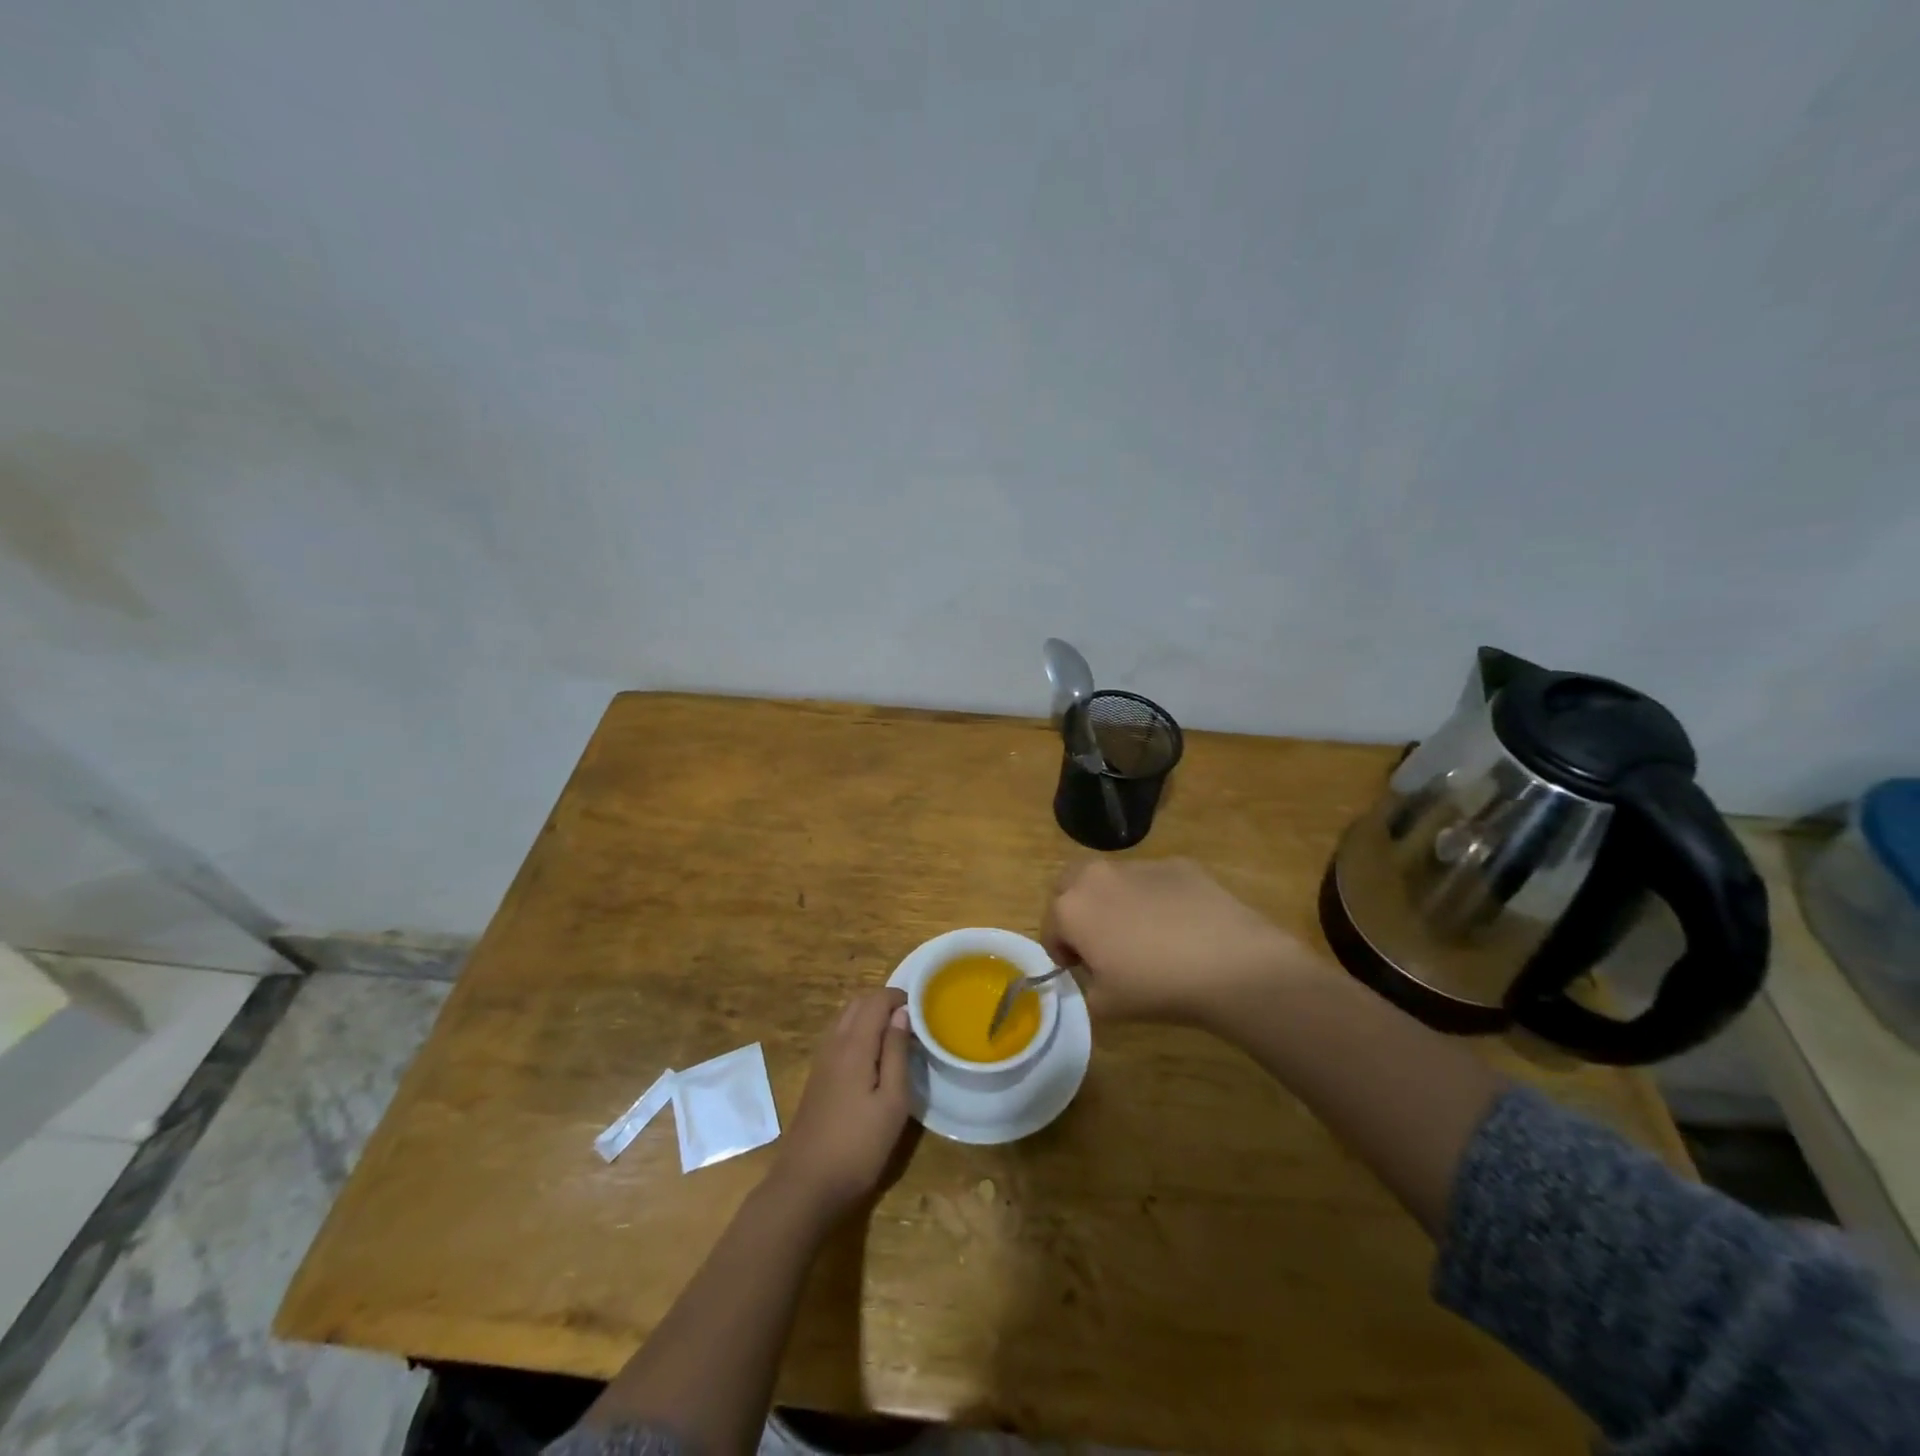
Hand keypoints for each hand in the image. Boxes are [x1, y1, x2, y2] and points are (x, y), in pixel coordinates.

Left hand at [771, 989, 912, 1222]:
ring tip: (895, 1036)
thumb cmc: (859, 1145)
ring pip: (845, 1018)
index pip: (876, 1000)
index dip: (899, 996)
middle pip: (857, 1004)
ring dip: (869, 1015)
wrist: (807, 1184)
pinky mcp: (816, 1077)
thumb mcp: (892, 1101)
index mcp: (854, 1045)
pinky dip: (857, 1031)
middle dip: (884, 1002)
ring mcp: (821, 1060)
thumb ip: (896, 1052)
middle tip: (911, 1020)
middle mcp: (833, 1043)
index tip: (922, 1008)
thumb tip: (901, 1013)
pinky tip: (872, 1056)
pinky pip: (838, 1036)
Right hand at [1042, 858, 1321, 1027]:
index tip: (1081, 970)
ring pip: (1111, 880)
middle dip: (1075, 909)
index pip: (1050, 928)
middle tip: (1099, 942)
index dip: (1061, 952)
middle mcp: (1097, 876)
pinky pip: (1152, 881)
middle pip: (1070, 885)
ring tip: (1144, 935)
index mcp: (1071, 908)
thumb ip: (1085, 989)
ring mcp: (1139, 865)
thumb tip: (1093, 977)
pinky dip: (1154, 898)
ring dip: (1113, 901)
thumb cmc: (1156, 987)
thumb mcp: (1106, 1007)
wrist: (1230, 963)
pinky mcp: (1177, 864)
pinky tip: (1179, 927)